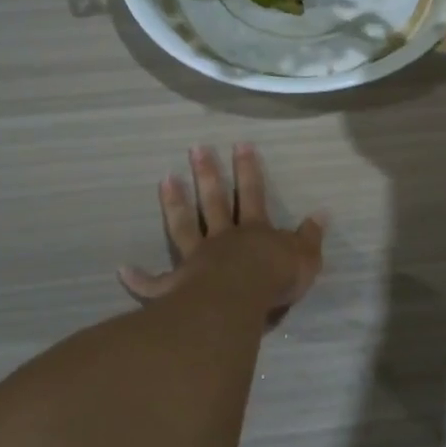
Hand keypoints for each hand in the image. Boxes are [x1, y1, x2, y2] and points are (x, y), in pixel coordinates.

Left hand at [119, 144, 326, 317]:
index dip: (249, 169)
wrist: (239, 303)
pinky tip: (123, 270)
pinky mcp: (177, 286)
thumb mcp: (305, 258)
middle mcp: (223, 238)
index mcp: (254, 231)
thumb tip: (322, 214)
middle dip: (208, 173)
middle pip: (214, 201)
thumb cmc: (274, 280)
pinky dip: (140, 278)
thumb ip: (311, 237)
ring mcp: (197, 259)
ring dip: (175, 203)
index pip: (253, 193)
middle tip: (196, 148)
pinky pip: (155, 284)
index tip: (240, 144)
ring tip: (165, 179)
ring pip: (184, 226)